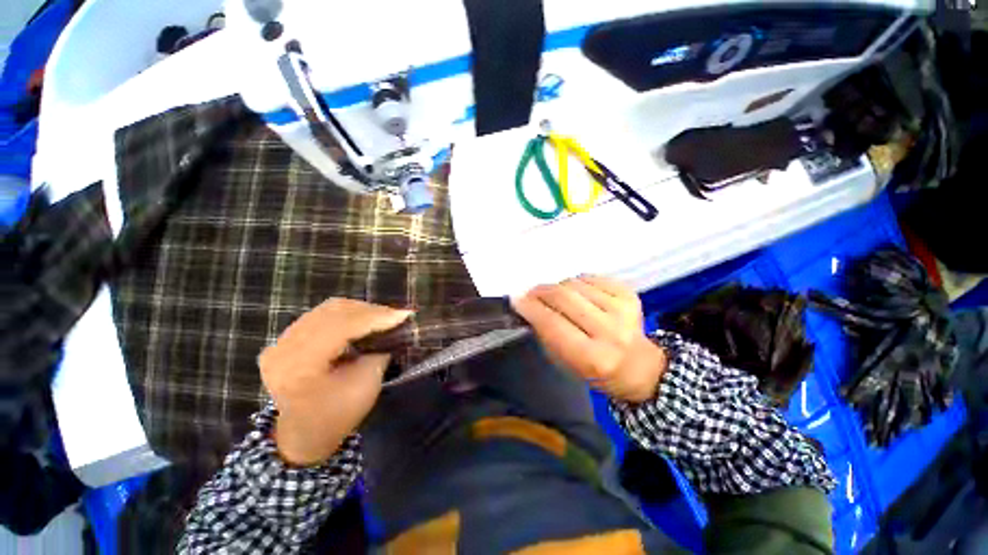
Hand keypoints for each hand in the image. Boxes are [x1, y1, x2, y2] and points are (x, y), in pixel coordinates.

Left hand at [259, 298, 411, 465]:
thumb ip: (378, 353)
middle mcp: (284, 347)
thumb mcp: (365, 388)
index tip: (405, 315)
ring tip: (382, 317)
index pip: (341, 327)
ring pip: (328, 310)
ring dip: (360, 311)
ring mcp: (280, 342)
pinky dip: (346, 315)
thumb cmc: (335, 418)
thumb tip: (391, 329)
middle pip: (333, 312)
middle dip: (370, 311)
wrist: (300, 436)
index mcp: (299, 365)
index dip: (376, 317)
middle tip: (396, 315)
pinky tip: (363, 321)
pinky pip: (321, 316)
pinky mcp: (285, 339)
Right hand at [512, 275, 667, 402]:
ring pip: (575, 284)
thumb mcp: (565, 363)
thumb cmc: (596, 370)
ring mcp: (623, 309)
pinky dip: (577, 283)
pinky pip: (590, 278)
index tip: (516, 299)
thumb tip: (527, 304)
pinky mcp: (629, 294)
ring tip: (557, 298)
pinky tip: (578, 295)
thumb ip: (545, 334)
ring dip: (558, 287)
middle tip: (530, 293)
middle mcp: (610, 331)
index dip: (530, 308)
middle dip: (540, 292)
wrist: (638, 366)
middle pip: (563, 297)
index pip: (552, 324)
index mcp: (593, 357)